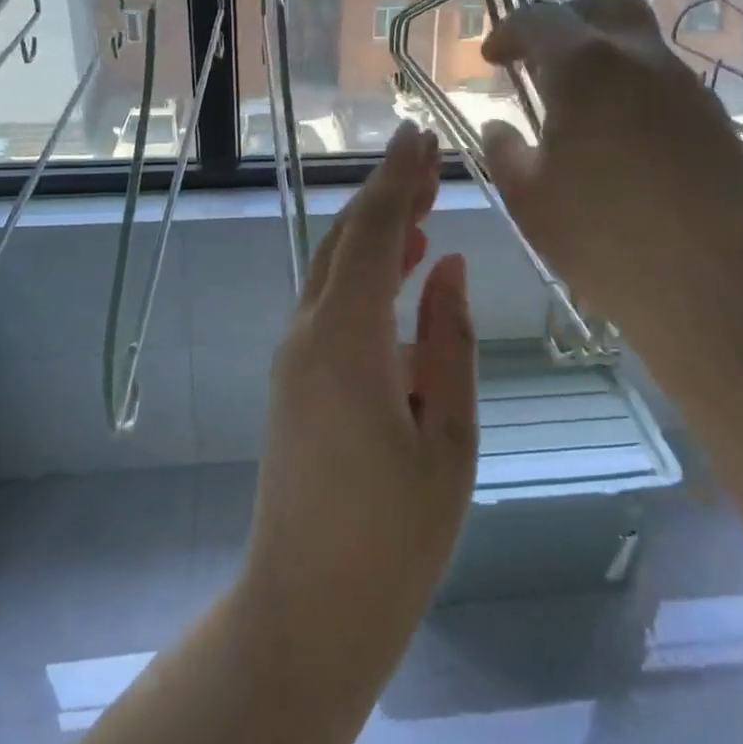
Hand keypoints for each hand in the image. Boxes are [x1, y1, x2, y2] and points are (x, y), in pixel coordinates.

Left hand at [238, 122, 477, 690]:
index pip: (372, 234)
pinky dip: (363, 270)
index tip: (422, 135)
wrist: (307, 609)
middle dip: (385, 192)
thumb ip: (447, 342)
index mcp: (345, 342)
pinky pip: (330, 301)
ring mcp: (294, 355)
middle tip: (428, 156)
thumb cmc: (394, 538)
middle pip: (345, 240)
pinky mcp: (295, 377)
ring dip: (375, 228)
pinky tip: (400, 267)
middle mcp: (308, 333)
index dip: (397, 180)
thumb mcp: (448, 438)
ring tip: (422, 200)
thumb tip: (446, 264)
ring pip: (334, 267)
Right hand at [480, 0, 742, 344]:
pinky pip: (665, 83)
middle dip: (568, 17)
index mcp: (584, 68)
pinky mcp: (715, 119)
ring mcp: (686, 86)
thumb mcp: (528, 198)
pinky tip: (622, 145)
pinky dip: (633, 92)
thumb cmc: (602, 238)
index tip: (493, 60)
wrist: (714, 285)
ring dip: (603, 59)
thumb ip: (505, 152)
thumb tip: (498, 126)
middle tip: (544, 60)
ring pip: (640, 42)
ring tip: (580, 113)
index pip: (539, 17)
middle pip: (605, 0)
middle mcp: (640, 59)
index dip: (508, 31)